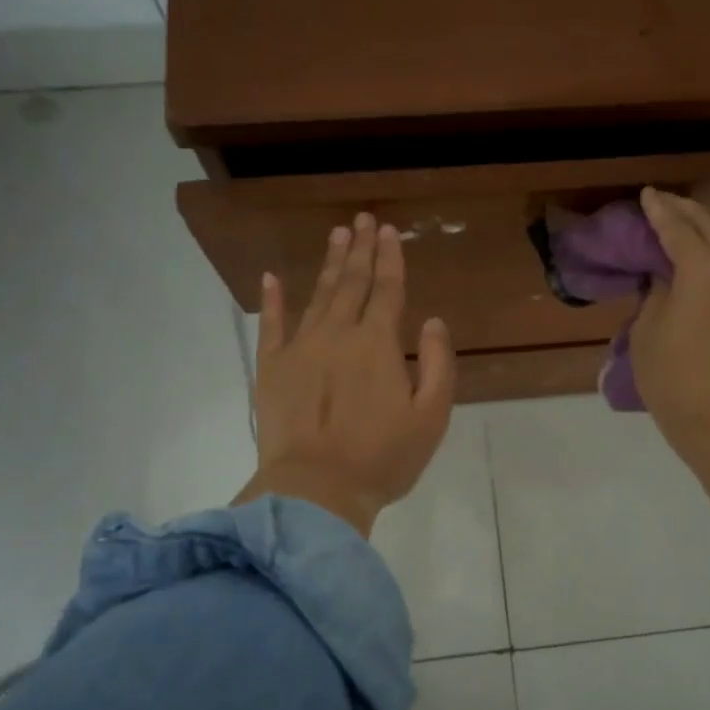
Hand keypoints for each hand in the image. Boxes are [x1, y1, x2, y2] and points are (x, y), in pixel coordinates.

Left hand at [235, 213, 455, 535]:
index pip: (387, 290)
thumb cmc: (382, 458)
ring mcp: (300, 348)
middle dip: (359, 250)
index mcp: (377, 344)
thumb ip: (438, 364)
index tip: (388, 231)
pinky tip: (272, 278)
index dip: (390, 259)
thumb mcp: (431, 417)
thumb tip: (433, 321)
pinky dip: (273, 300)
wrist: (316, 490)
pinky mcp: (271, 368)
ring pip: (317, 296)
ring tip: (336, 236)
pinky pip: (271, 325)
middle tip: (362, 219)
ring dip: (328, 264)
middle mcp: (337, 334)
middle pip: (351, 283)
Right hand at [633, 187, 709, 456]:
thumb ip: (657, 296)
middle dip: (688, 212)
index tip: (648, 195)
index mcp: (703, 270)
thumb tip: (668, 279)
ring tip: (705, 238)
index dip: (659, 211)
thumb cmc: (674, 378)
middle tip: (668, 205)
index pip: (677, 230)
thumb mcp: (647, 333)